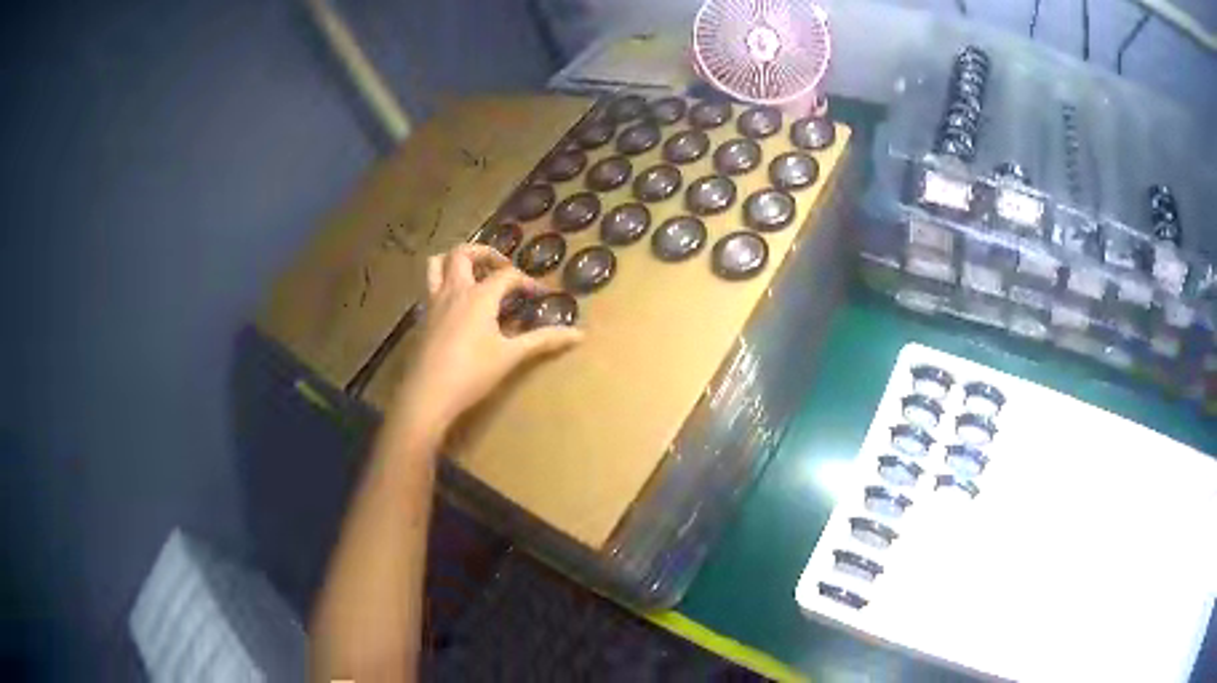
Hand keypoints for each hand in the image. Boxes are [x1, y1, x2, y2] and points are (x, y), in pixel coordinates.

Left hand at [391, 244, 582, 438]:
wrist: (428, 395)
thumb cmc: (472, 373)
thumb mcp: (511, 356)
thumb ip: (543, 340)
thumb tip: (579, 334)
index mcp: (479, 295)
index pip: (507, 275)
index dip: (527, 281)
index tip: (541, 295)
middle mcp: (454, 291)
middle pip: (463, 253)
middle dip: (485, 252)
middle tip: (501, 266)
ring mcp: (434, 303)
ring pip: (436, 264)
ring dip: (454, 260)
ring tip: (472, 273)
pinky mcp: (423, 319)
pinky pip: (430, 288)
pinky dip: (444, 284)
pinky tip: (457, 305)